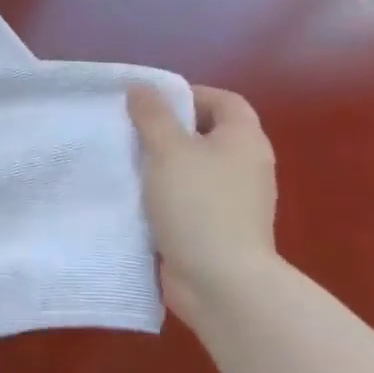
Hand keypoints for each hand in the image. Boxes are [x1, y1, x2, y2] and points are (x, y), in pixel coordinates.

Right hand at [127, 84, 281, 321]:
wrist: (222, 284)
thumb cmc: (198, 204)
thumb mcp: (168, 149)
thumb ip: (152, 115)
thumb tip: (141, 88)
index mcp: (244, 140)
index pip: (223, 100)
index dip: (188, 94)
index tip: (150, 103)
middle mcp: (247, 166)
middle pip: (207, 133)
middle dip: (168, 129)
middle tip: (131, 129)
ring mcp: (235, 200)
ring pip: (194, 167)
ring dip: (162, 163)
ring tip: (126, 160)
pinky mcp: (218, 227)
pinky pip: (189, 197)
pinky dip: (165, 193)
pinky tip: (136, 196)